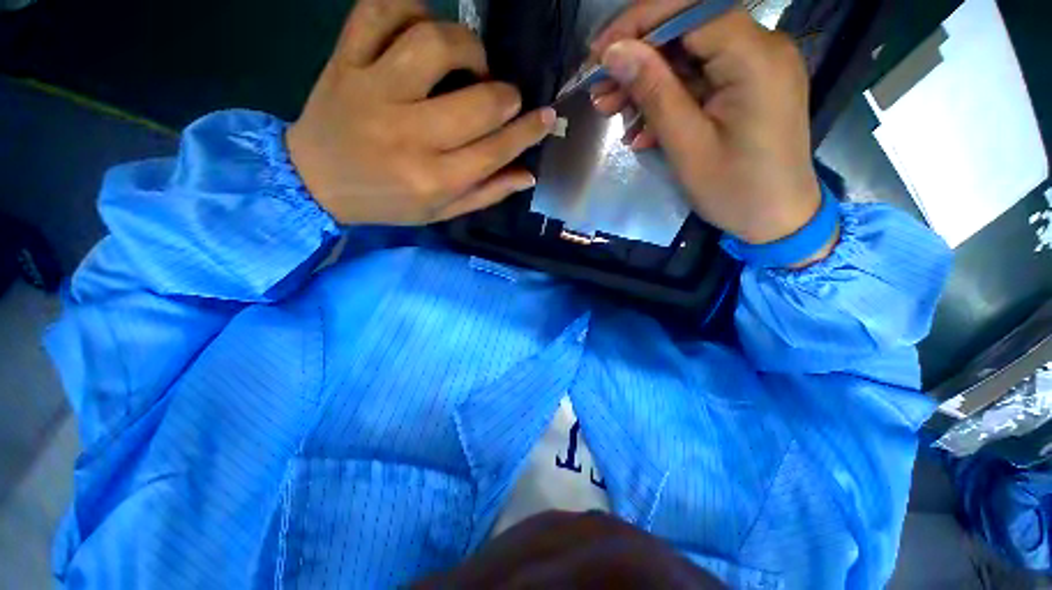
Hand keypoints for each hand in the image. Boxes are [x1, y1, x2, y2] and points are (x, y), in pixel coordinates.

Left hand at [287, 0, 556, 224]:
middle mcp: (409, 135)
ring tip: (470, 63)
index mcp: (434, 179)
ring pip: (435, 43)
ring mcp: (373, 90)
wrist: (316, 181)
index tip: (546, 115)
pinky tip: (423, 28)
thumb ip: (485, 193)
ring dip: (468, 47)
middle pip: (480, 101)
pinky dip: (410, 8)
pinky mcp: (345, 61)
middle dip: (506, 96)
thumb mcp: (440, 211)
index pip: (497, 150)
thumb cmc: (387, 202)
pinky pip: (380, 10)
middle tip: (504, 98)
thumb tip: (528, 174)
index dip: (529, 130)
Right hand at [589, 0, 825, 247]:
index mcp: (754, 57)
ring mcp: (755, 68)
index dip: (639, 24)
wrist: (776, 219)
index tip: (600, 54)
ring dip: (647, 83)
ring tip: (613, 111)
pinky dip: (668, 100)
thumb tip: (615, 53)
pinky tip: (642, 129)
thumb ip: (654, 92)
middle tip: (601, 92)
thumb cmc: (734, 190)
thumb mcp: (686, 145)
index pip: (691, 10)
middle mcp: (761, 48)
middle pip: (688, 32)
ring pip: (689, 58)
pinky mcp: (747, 87)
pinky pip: (700, 81)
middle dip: (638, 59)